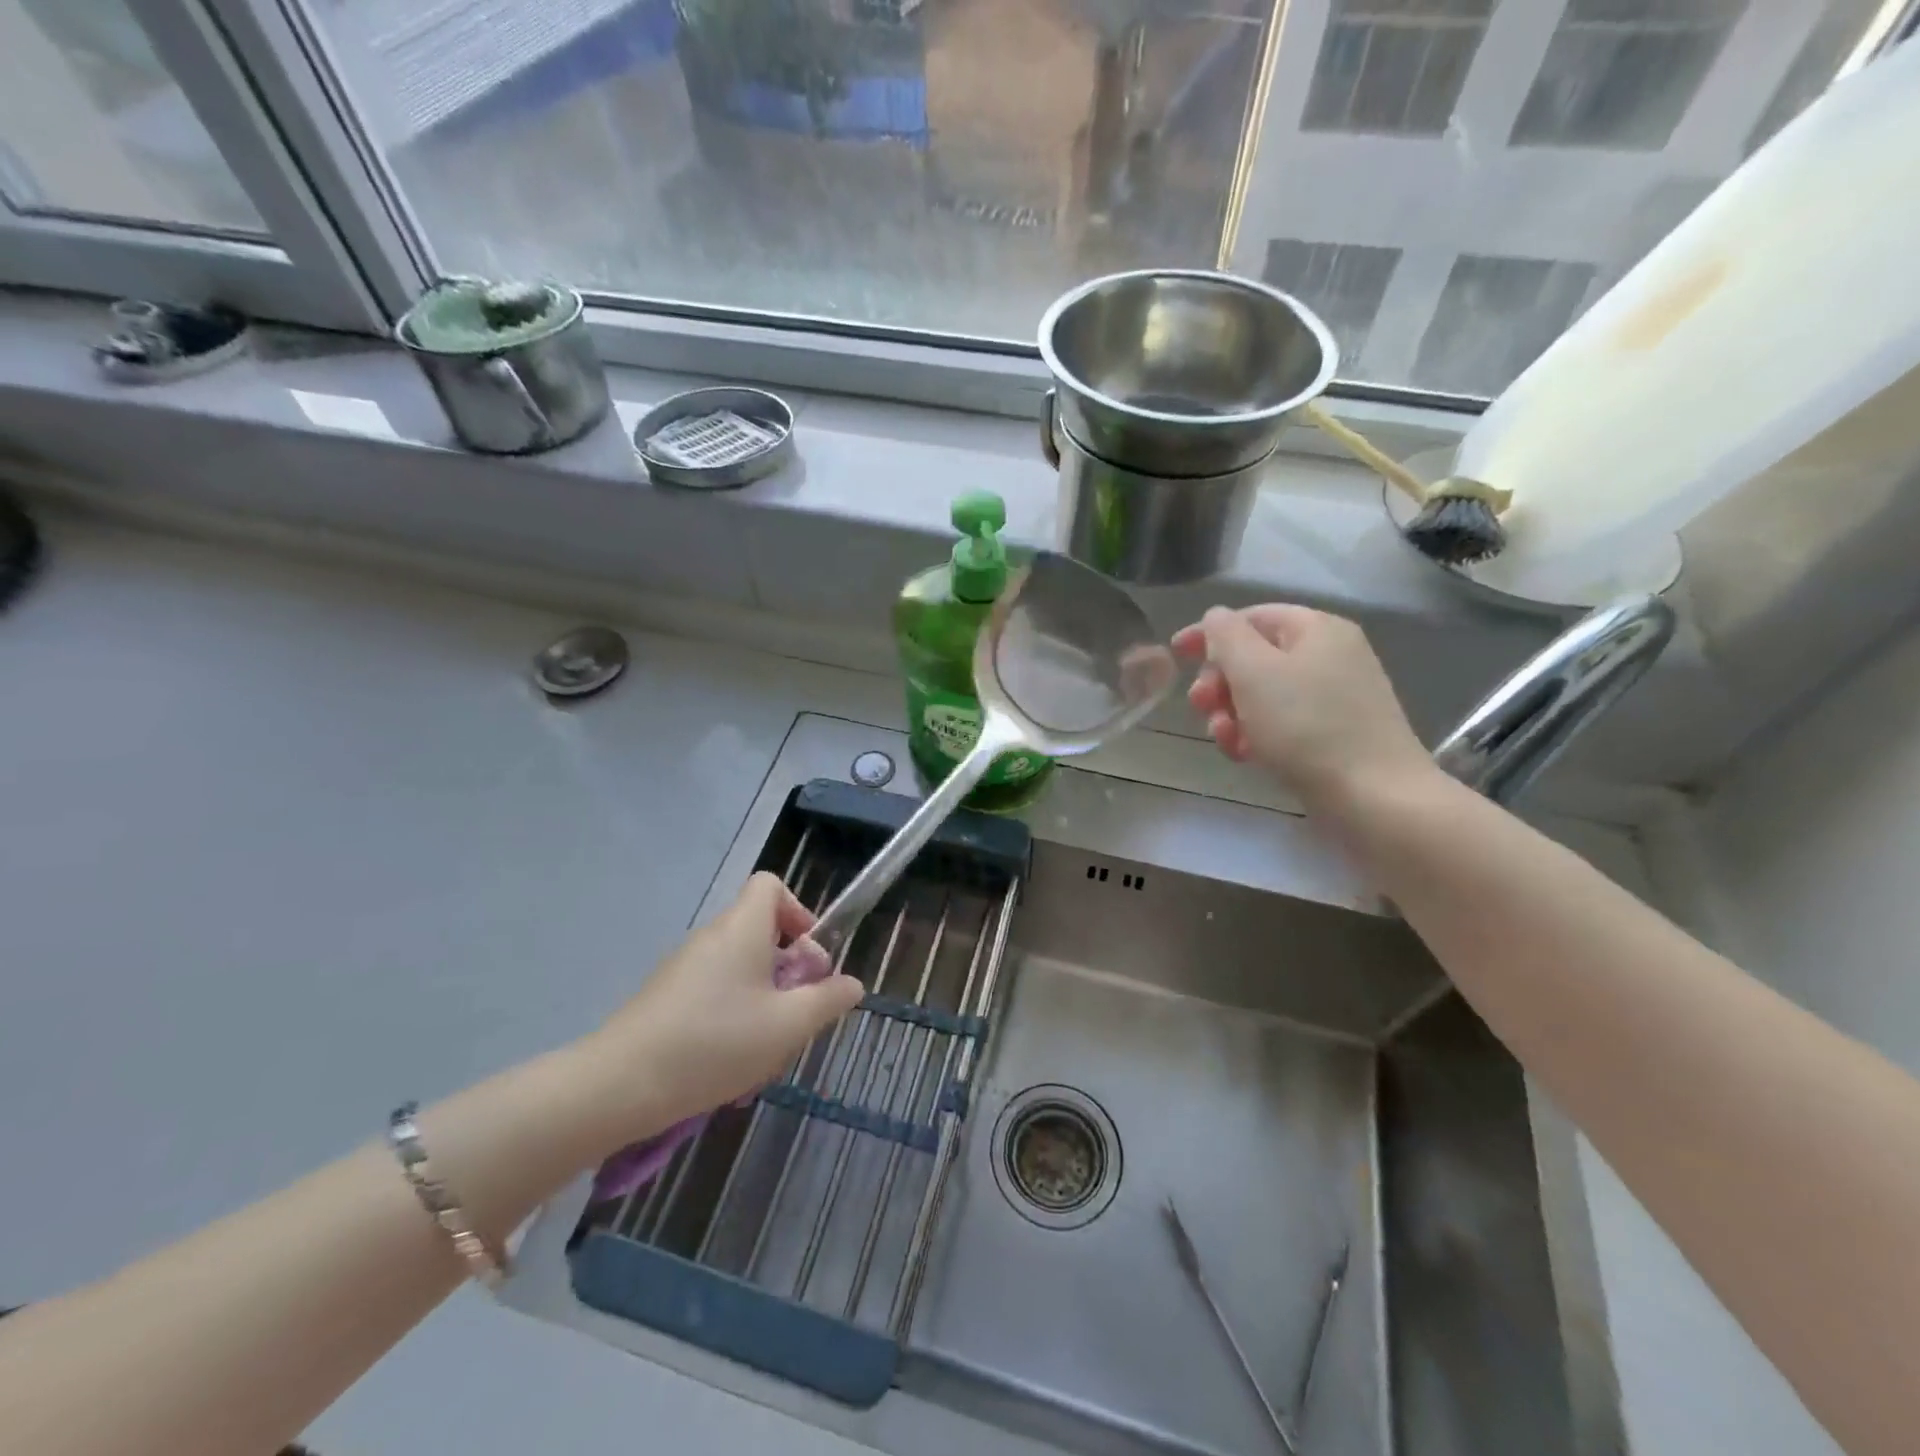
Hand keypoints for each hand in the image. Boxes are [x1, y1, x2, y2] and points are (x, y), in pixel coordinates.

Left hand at [579, 873, 864, 1137]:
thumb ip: (827, 1001)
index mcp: (742, 928)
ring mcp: (683, 967)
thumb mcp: (787, 1026)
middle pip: (760, 932)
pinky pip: (713, 992)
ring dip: (762, 999)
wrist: (619, 1085)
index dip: (797, 911)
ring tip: (764, 1049)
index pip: (770, 885)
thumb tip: (852, 984)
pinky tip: (729, 1064)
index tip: (807, 958)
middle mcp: (712, 937)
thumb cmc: (715, 1042)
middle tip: (795, 1014)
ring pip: (739, 969)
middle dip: (787, 969)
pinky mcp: (665, 997)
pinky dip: (731, 1016)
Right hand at [1171, 604, 1431, 813]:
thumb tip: (1216, 618)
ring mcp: (1335, 697)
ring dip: (1231, 713)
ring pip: (1264, 694)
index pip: (1251, 616)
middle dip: (1220, 681)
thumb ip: (1226, 636)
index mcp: (1316, 629)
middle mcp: (1330, 655)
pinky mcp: (1334, 734)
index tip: (1175, 655)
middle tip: (1200, 706)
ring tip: (1224, 740)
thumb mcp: (1254, 672)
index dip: (1209, 633)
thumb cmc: (1307, 727)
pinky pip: (1282, 722)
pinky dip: (1256, 734)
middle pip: (1255, 656)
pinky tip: (1245, 756)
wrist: (1374, 798)